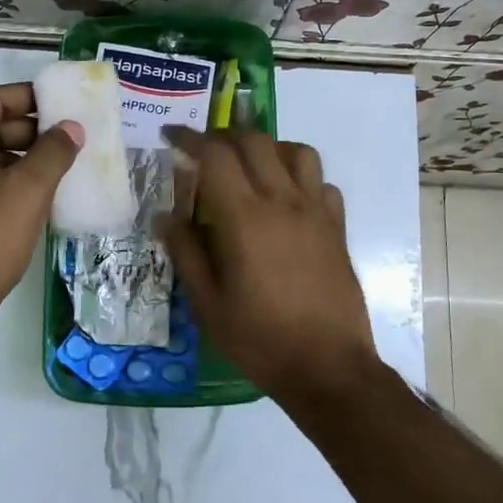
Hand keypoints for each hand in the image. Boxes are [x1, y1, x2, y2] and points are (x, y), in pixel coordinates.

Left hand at [0, 83, 79, 336]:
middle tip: (68, 137)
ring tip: (59, 165)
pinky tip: (35, 193)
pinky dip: (4, 179)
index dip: (29, 97)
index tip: (62, 103)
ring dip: (20, 157)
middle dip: (29, 130)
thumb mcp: (28, 190)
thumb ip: (54, 152)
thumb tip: (72, 127)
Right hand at [160, 130, 378, 405]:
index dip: (190, 138)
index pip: (215, 155)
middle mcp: (282, 201)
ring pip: (297, 151)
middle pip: (255, 141)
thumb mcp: (208, 304)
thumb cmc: (260, 339)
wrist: (328, 367)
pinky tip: (288, 198)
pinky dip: (302, 177)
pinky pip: (322, 182)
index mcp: (244, 217)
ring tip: (251, 165)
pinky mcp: (337, 227)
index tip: (171, 136)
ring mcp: (316, 212)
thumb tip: (165, 216)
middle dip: (225, 136)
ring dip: (269, 147)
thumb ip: (186, 253)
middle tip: (205, 151)